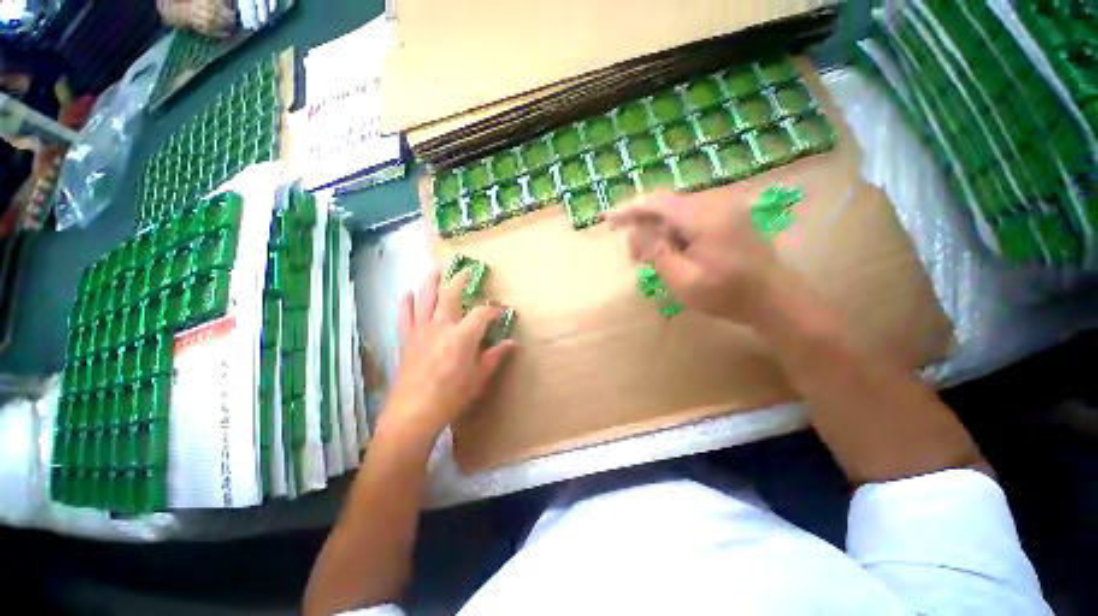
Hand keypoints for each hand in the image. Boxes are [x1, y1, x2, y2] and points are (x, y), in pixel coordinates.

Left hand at [380, 268, 515, 445]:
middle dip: (460, 279)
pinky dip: (406, 301)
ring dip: (431, 280)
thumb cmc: (451, 396)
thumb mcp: (479, 377)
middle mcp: (440, 326)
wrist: (413, 413)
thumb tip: (513, 343)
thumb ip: (495, 356)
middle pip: (450, 293)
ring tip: (437, 268)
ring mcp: (421, 330)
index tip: (502, 310)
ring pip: (424, 296)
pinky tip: (408, 293)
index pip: (482, 313)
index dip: (494, 309)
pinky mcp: (407, 338)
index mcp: (462, 336)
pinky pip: (405, 314)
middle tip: (467, 270)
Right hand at [605, 186, 787, 325]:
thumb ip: (656, 253)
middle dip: (643, 227)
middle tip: (633, 257)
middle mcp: (714, 202)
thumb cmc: (727, 295)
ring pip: (676, 212)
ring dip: (658, 232)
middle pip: (665, 206)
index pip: (656, 202)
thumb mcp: (683, 281)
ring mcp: (724, 207)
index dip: (628, 210)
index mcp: (704, 216)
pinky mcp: (727, 216)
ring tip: (650, 260)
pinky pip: (690, 218)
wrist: (774, 299)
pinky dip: (674, 233)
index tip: (607, 219)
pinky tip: (671, 253)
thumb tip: (635, 231)